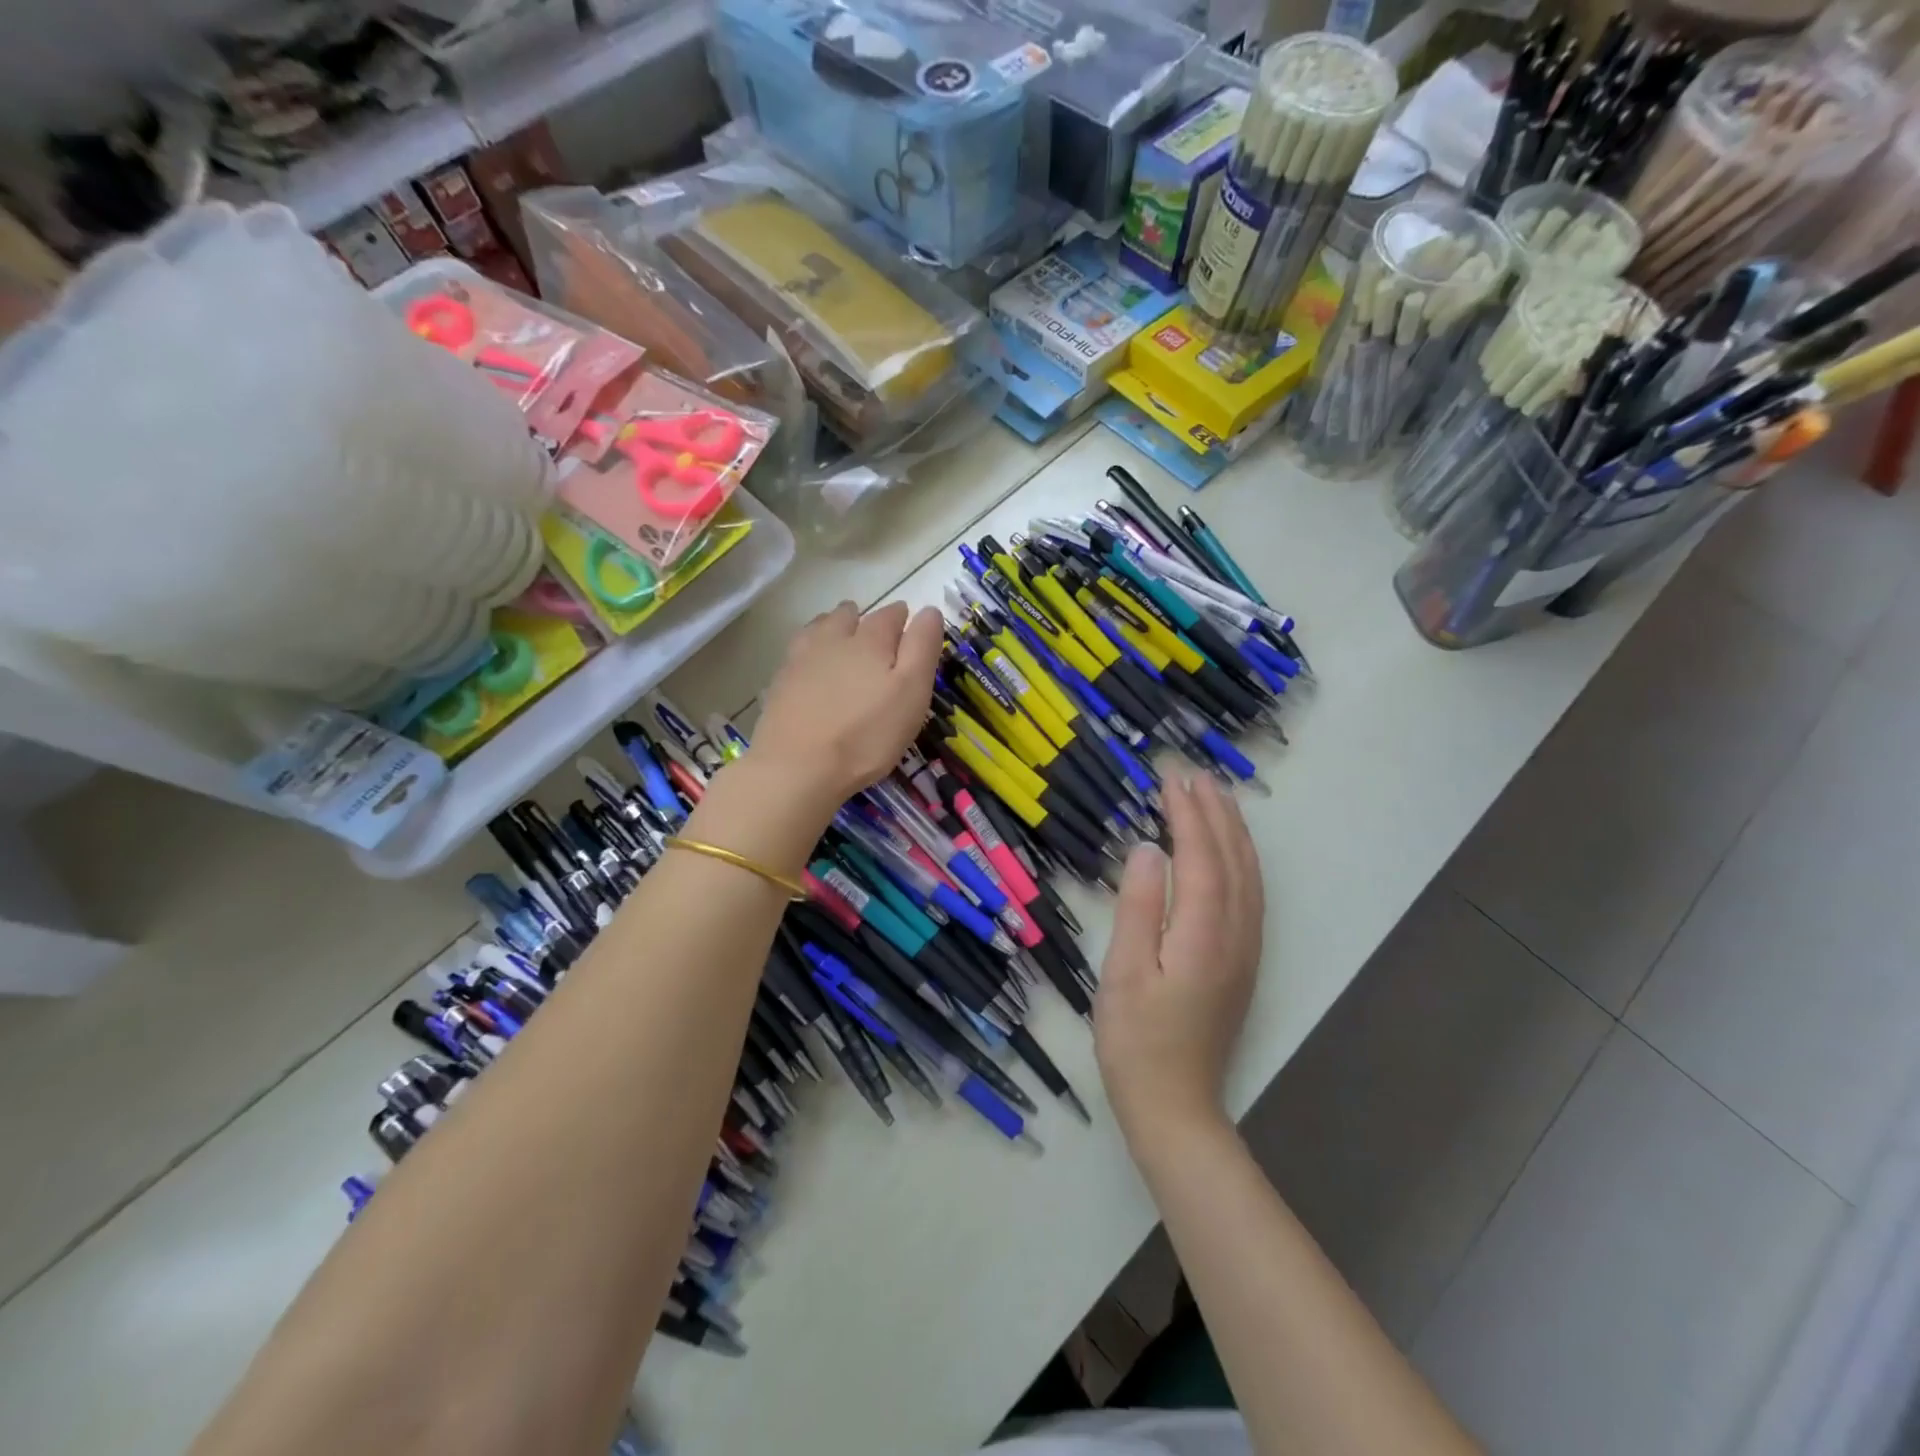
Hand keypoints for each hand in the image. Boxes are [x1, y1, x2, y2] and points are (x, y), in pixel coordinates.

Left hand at [751, 600, 943, 810]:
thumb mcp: (912, 692)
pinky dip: (811, 651)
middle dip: (865, 621)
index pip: (892, 615)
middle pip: (851, 615)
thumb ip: (922, 648)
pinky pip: (800, 652)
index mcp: (871, 639)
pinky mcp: (780, 681)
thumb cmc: (867, 734)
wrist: (797, 767)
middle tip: (877, 639)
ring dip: (835, 628)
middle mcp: (834, 638)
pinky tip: (814, 667)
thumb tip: (929, 610)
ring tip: (844, 645)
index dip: (905, 620)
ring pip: (821, 627)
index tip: (910, 631)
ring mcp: (801, 658)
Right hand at [1095, 771, 1264, 1150]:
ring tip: (1215, 797)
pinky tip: (1230, 852)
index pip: (1200, 855)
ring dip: (1233, 831)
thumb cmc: (1136, 1040)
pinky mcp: (1242, 962)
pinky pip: (1250, 895)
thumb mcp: (1123, 971)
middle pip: (1232, 858)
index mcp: (1203, 932)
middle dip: (1214, 812)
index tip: (1171, 778)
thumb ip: (1137, 905)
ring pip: (1248, 875)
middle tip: (1192, 774)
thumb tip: (1148, 846)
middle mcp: (1235, 934)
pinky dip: (1241, 860)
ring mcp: (1245, 950)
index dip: (1187, 813)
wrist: (1174, 1107)